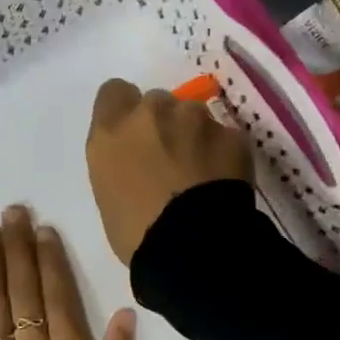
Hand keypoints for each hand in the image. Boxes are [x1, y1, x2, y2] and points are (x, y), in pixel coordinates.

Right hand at [86, 78, 253, 264]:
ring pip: (194, 116)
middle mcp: (152, 112)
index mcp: (112, 129)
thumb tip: (136, 156)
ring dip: (195, 135)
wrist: (192, 247)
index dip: (124, 110)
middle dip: (162, 124)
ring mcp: (196, 118)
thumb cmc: (137, 232)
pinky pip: (224, 136)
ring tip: (201, 173)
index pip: (114, 92)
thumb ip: (118, 158)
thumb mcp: (107, 191)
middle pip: (157, 102)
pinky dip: (223, 152)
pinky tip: (223, 181)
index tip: (132, 135)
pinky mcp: (232, 133)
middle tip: (169, 159)